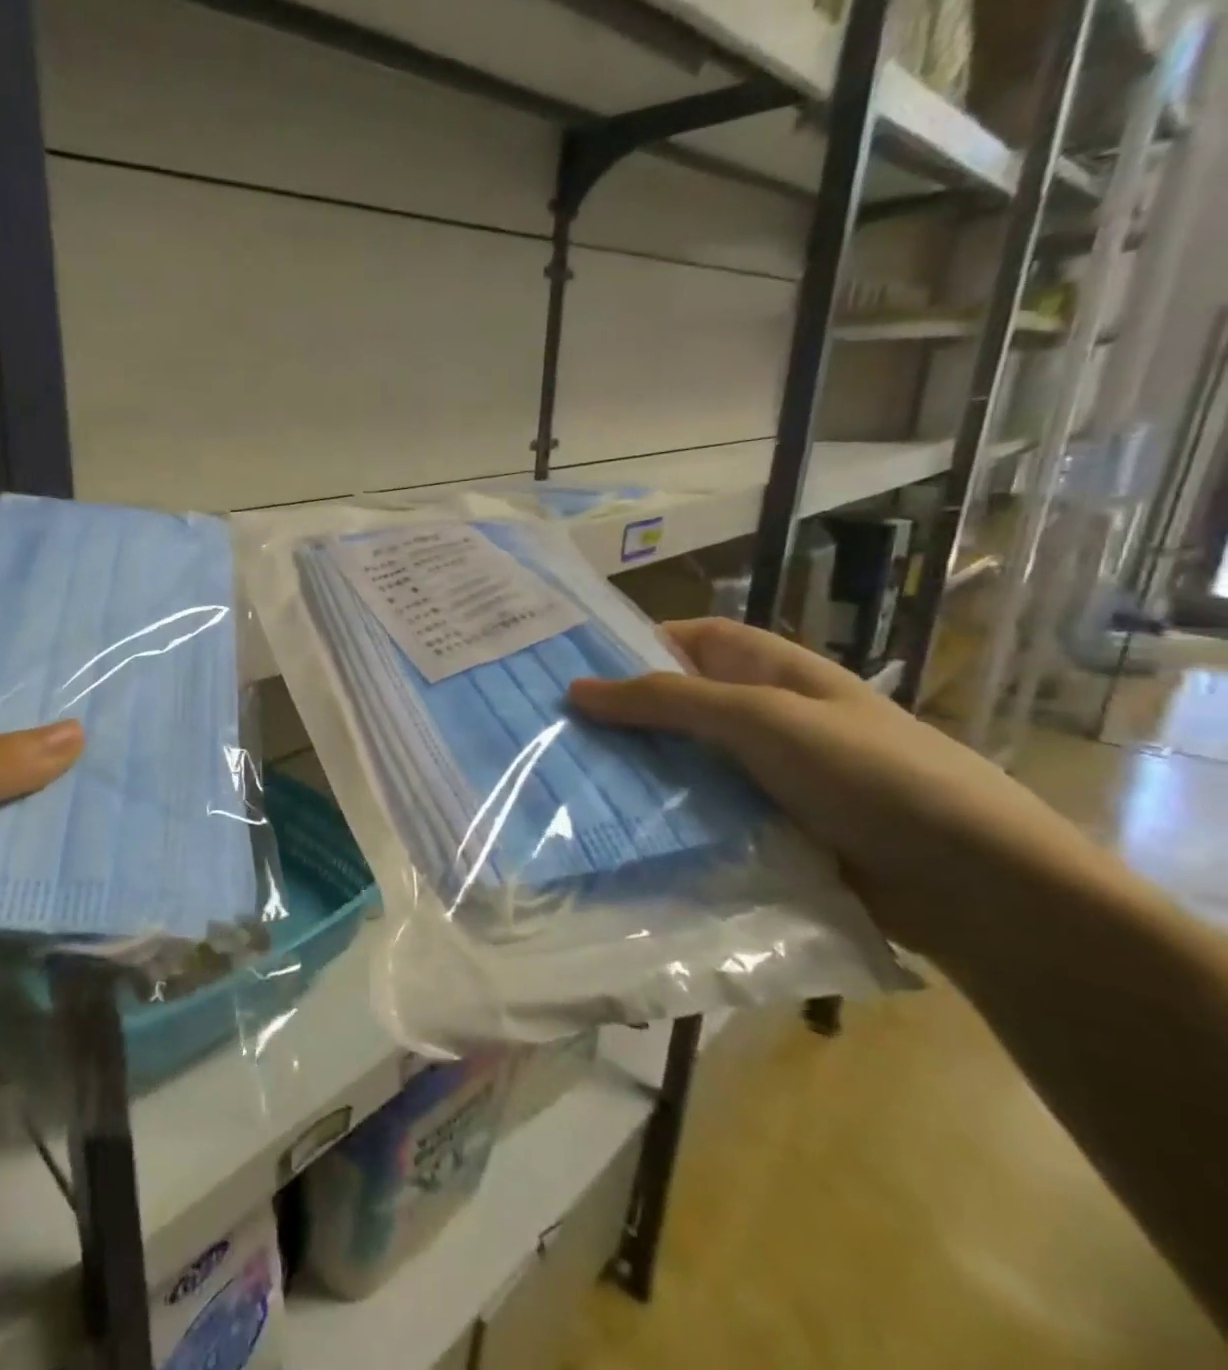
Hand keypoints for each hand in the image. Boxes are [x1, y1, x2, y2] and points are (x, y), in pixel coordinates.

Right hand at [567, 617, 1098, 963]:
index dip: (634, 644)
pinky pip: (700, 813)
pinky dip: (663, 817)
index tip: (569, 667)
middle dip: (620, 714)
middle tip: (548, 732)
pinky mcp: (768, 831)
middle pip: (678, 704)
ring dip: (635, 770)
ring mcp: (768, 777)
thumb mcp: (764, 719)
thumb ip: (669, 700)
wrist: (980, 887)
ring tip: (564, 782)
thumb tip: (576, 688)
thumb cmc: (873, 776)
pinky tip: (616, 830)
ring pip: (684, 762)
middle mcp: (766, 718)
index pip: (690, 639)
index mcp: (773, 673)